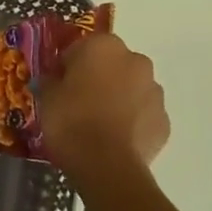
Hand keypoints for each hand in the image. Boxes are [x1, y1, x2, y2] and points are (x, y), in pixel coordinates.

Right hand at [42, 32, 170, 188]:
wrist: (106, 165)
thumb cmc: (71, 120)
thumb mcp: (46, 97)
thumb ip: (50, 82)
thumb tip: (50, 80)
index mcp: (104, 46)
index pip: (81, 47)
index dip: (68, 64)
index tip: (58, 82)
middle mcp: (135, 61)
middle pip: (112, 64)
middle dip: (98, 77)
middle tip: (78, 100)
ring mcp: (155, 92)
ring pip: (131, 88)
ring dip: (118, 97)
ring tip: (98, 122)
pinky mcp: (165, 121)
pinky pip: (143, 114)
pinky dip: (131, 121)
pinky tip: (114, 138)